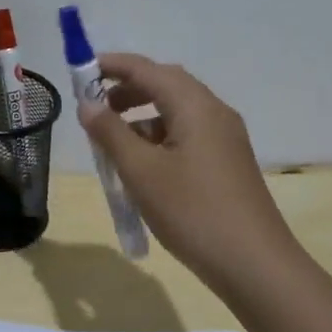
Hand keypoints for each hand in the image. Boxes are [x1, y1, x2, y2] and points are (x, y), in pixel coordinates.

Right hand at [77, 54, 300, 289]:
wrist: (253, 264)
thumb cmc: (192, 211)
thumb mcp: (140, 171)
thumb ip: (110, 132)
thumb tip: (88, 104)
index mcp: (195, 106)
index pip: (147, 69)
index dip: (111, 66)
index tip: (79, 72)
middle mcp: (214, 113)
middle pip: (165, 84)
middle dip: (127, 89)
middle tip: (94, 107)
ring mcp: (224, 138)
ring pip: (176, 111)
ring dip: (141, 116)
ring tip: (112, 142)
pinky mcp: (226, 161)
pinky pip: (186, 133)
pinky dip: (158, 136)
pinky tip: (141, 165)